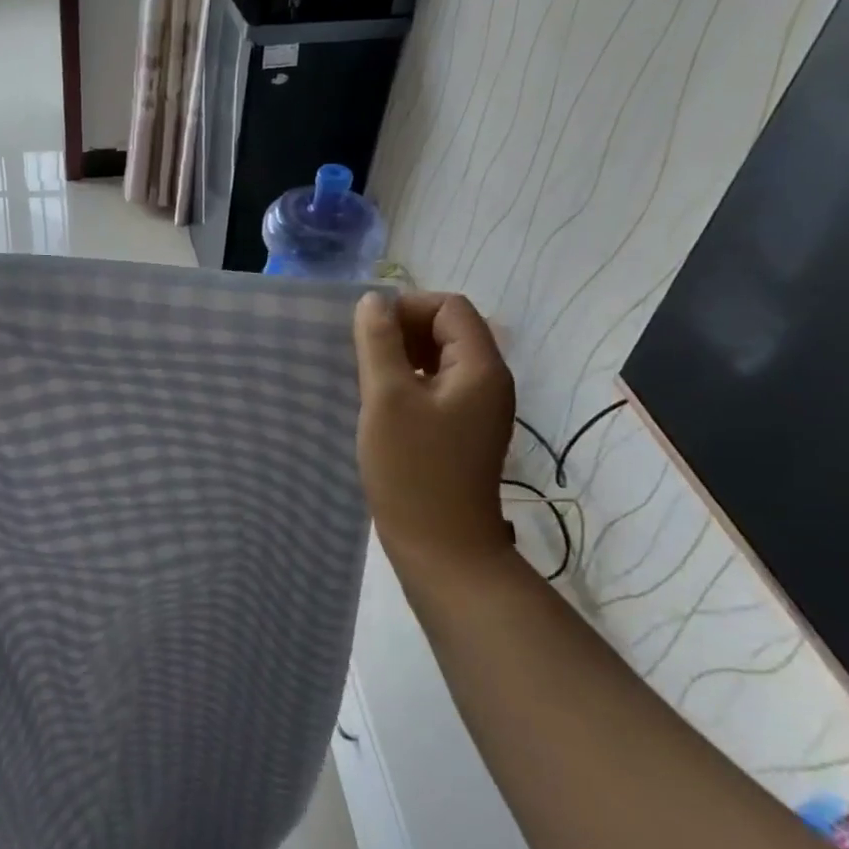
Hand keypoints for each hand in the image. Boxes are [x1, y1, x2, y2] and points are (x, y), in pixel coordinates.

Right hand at [354, 291, 515, 562]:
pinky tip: (379, 404)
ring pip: (439, 360)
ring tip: (365, 378)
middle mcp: (487, 383)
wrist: (441, 548)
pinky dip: (407, 383)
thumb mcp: (386, 398)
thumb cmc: (412, 469)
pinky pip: (435, 388)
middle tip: (362, 355)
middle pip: (448, 330)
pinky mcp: (461, 432)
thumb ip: (379, 343)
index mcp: (480, 368)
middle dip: (402, 332)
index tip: (367, 332)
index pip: (450, 308)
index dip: (407, 308)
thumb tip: (373, 301)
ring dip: (401, 358)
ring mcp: (476, 410)